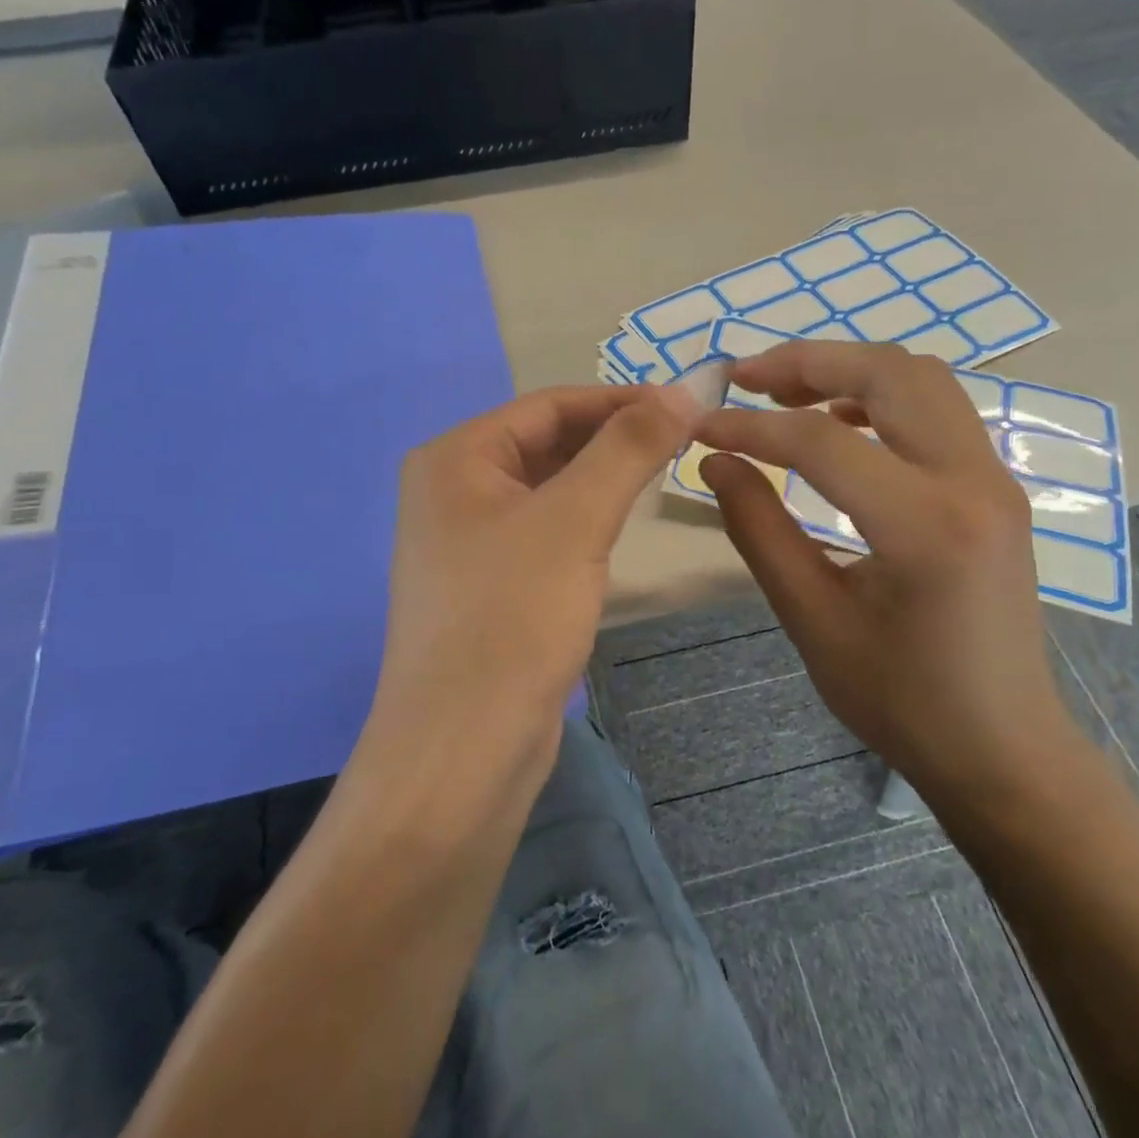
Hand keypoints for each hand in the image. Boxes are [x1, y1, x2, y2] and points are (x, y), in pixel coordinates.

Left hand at [368, 384, 698, 793]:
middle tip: (684, 441)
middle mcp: (452, 490)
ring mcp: (468, 540)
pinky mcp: (489, 584)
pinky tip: (621, 524)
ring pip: (548, 489)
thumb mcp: (574, 520)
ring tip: (664, 473)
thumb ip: (628, 448)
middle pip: (546, 443)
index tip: (686, 404)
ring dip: (602, 477)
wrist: (463, 748)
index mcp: (455, 458)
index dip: (619, 399)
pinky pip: (544, 531)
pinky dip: (584, 519)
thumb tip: (683, 389)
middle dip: (613, 438)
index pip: (549, 405)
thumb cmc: (512, 619)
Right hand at [697, 342, 1086, 830]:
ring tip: (784, 393)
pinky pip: (938, 410)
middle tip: (743, 378)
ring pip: (920, 379)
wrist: (1002, 746)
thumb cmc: (900, 699)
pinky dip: (881, 396)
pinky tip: (839, 427)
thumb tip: (716, 461)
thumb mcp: (811, 619)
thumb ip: (759, 530)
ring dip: (848, 370)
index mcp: (925, 526)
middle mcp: (972, 482)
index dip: (750, 427)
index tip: (700, 427)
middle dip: (807, 362)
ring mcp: (994, 478)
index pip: (822, 442)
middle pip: (888, 373)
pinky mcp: (995, 487)